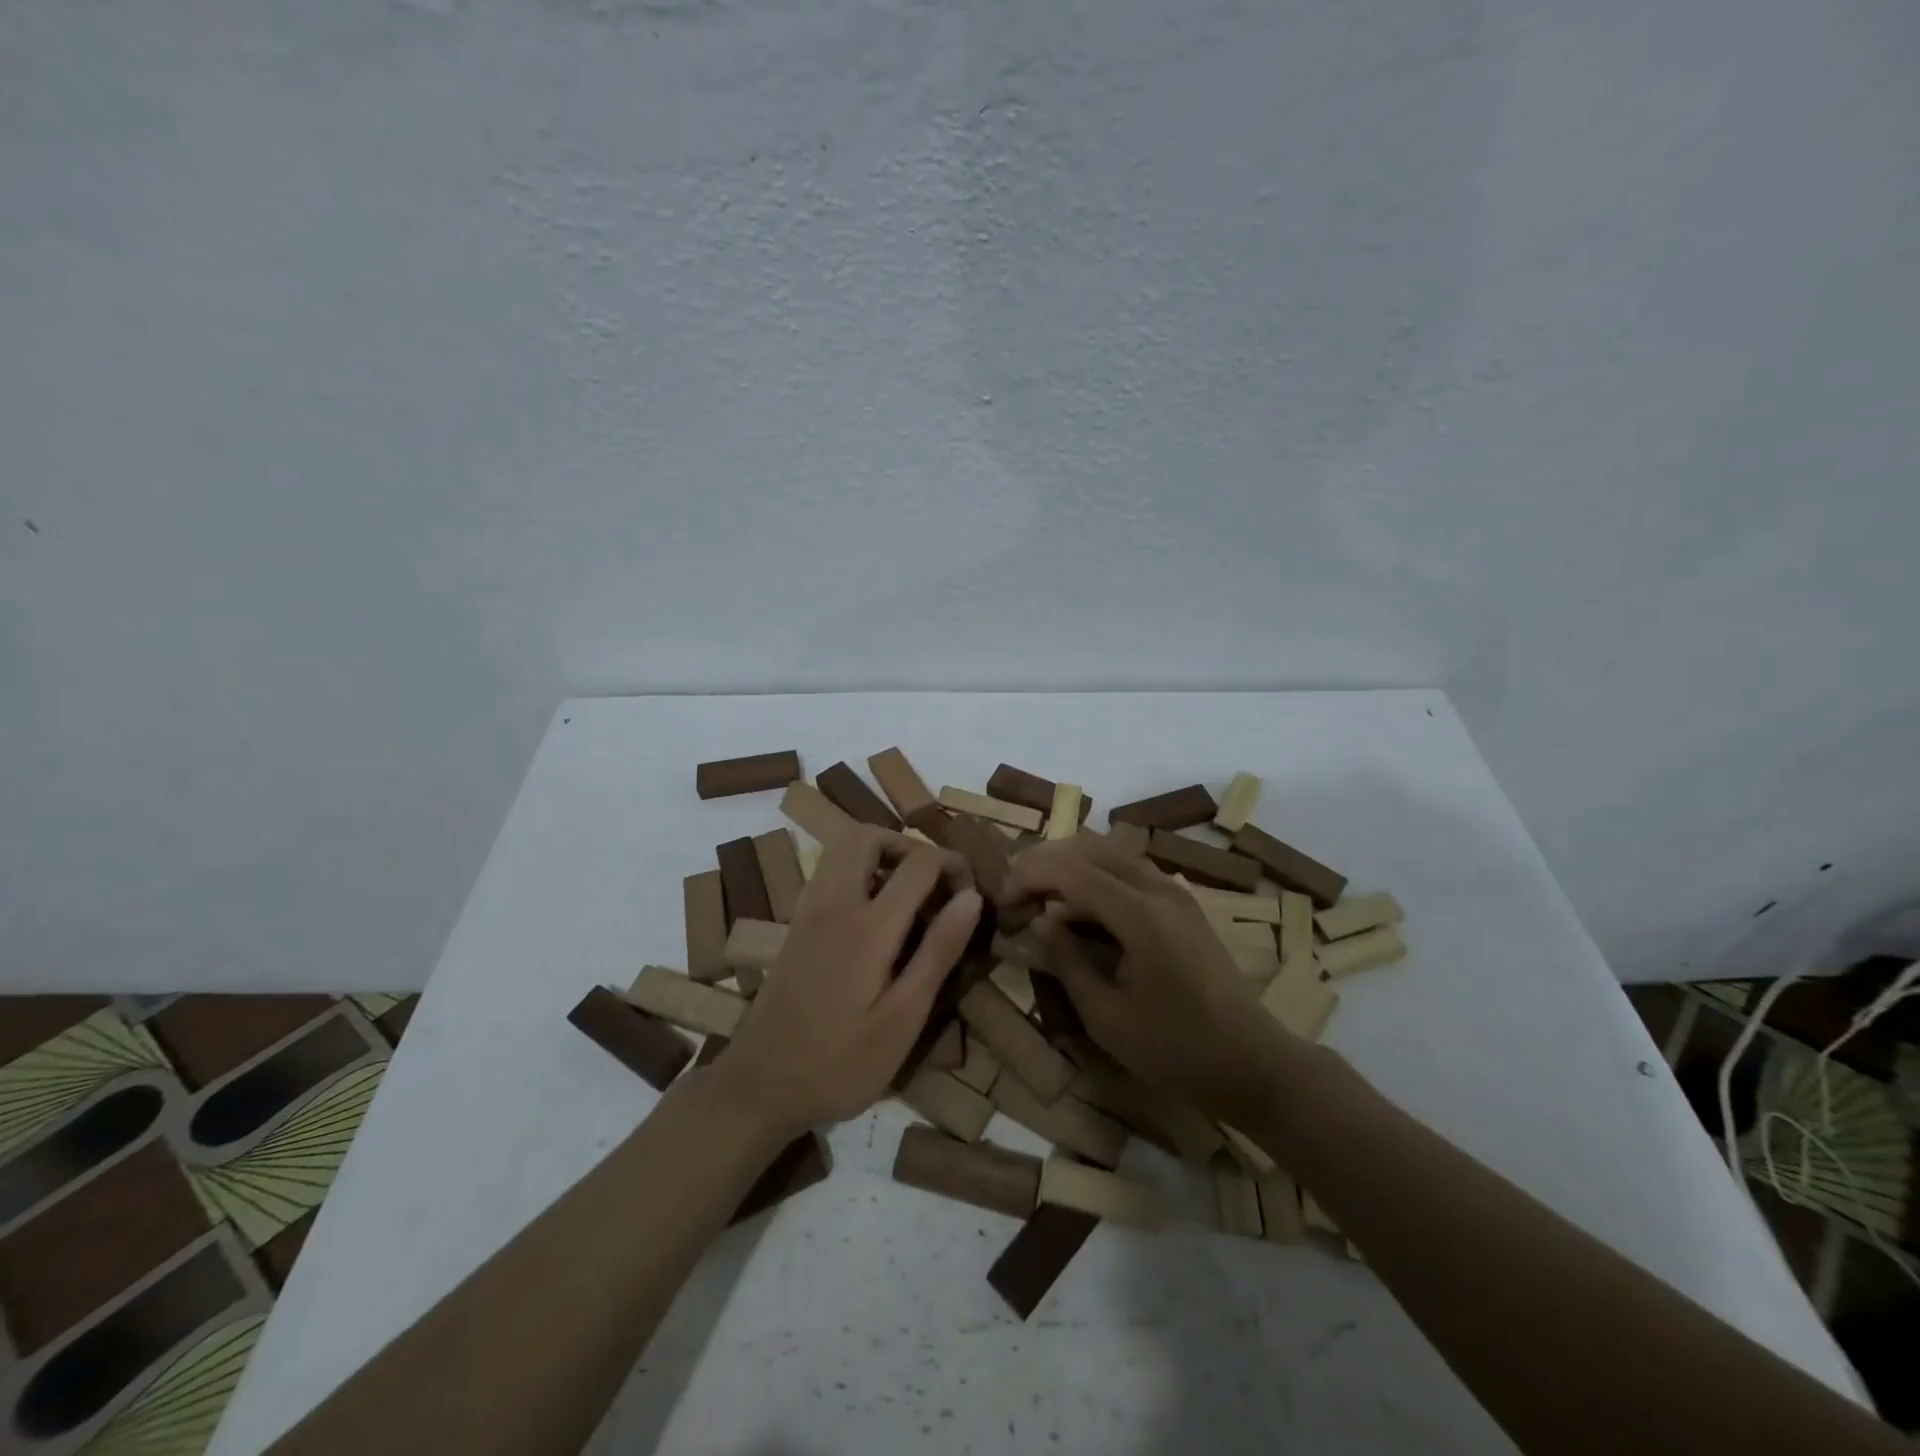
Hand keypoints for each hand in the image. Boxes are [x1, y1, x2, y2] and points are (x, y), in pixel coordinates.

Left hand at [717, 826, 981, 1136]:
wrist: (759, 1085)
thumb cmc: (840, 1062)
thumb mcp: (903, 1018)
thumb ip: (938, 951)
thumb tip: (971, 896)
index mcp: (868, 926)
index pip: (919, 862)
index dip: (953, 865)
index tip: (971, 894)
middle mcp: (834, 903)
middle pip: (869, 836)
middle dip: (909, 846)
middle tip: (934, 883)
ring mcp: (808, 910)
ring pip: (843, 848)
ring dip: (881, 854)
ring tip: (909, 896)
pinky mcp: (795, 923)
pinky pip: (828, 871)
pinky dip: (857, 870)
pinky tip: (874, 914)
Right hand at [1000, 832, 1294, 1122]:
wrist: (1253, 1064)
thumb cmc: (1176, 1049)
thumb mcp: (1106, 1017)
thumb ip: (1067, 962)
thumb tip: (1041, 923)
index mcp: (1140, 914)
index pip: (1070, 871)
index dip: (1028, 878)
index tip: (1001, 904)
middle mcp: (1159, 889)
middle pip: (1089, 848)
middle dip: (1045, 864)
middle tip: (1016, 898)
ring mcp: (1175, 893)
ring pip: (1111, 855)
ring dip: (1070, 869)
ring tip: (1041, 903)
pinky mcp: (1183, 906)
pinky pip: (1129, 873)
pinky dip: (1096, 880)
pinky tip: (1080, 914)